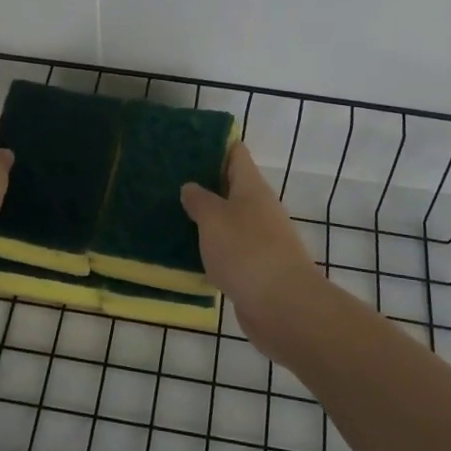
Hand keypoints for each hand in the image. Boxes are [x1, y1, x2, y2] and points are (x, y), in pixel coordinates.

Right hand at [181, 144, 328, 354]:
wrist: (283, 307)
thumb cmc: (246, 251)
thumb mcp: (214, 219)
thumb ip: (199, 200)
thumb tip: (191, 187)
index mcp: (251, 187)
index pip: (235, 154)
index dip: (214, 145)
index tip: (184, 144)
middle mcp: (258, 208)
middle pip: (230, 186)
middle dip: (203, 183)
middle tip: (167, 180)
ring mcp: (259, 239)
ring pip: (228, 220)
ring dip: (204, 217)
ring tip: (169, 213)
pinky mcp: (254, 268)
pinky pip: (228, 249)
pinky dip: (210, 247)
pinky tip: (186, 252)